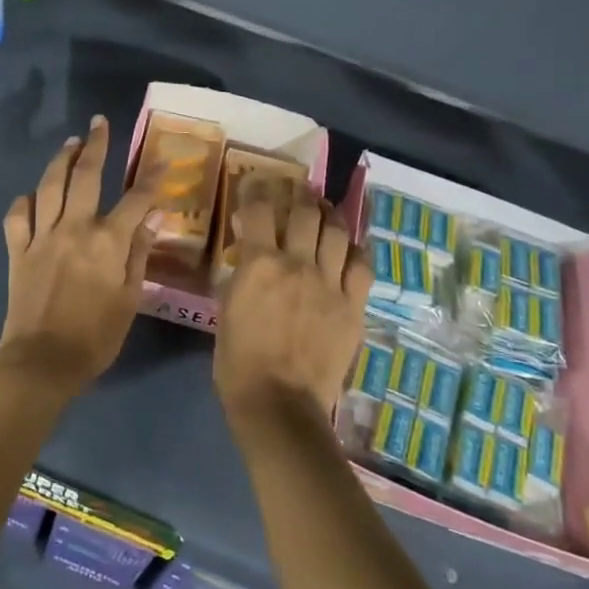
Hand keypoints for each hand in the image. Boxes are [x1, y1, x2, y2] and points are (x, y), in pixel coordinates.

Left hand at [0, 116, 158, 391]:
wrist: (42, 362)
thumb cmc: (95, 337)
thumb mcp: (130, 300)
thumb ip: (139, 255)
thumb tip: (150, 219)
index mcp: (107, 242)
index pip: (135, 199)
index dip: (151, 179)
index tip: (162, 161)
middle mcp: (74, 228)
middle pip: (86, 176)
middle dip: (96, 146)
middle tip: (99, 123)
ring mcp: (42, 237)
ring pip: (49, 186)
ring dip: (61, 160)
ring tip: (70, 143)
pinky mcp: (18, 250)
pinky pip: (17, 216)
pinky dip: (24, 201)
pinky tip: (32, 196)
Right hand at [214, 189, 369, 421]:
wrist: (280, 405)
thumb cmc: (239, 362)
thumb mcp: (226, 309)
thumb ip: (241, 273)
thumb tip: (249, 247)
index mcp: (260, 264)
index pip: (260, 209)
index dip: (257, 189)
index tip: (256, 183)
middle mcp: (298, 264)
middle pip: (305, 211)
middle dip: (298, 195)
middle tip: (295, 193)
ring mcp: (330, 284)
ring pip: (337, 231)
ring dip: (328, 214)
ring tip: (323, 211)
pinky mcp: (353, 306)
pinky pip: (362, 265)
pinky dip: (355, 250)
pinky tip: (348, 248)